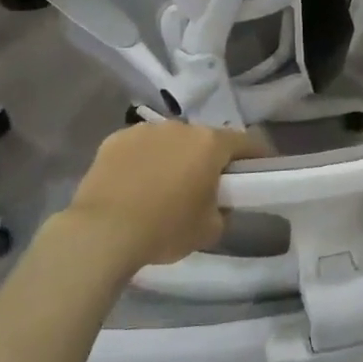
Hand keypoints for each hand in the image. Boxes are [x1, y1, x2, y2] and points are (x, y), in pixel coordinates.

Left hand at [50, 121, 263, 268]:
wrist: (101, 234)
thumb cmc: (165, 229)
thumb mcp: (210, 229)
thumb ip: (223, 210)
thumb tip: (218, 204)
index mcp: (210, 144)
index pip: (247, 142)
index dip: (258, 156)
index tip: (261, 170)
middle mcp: (180, 127)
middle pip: (205, 139)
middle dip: (209, 158)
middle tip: (205, 185)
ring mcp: (145, 130)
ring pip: (170, 140)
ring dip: (174, 156)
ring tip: (164, 185)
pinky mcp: (114, 140)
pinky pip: (139, 147)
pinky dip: (143, 160)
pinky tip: (135, 185)